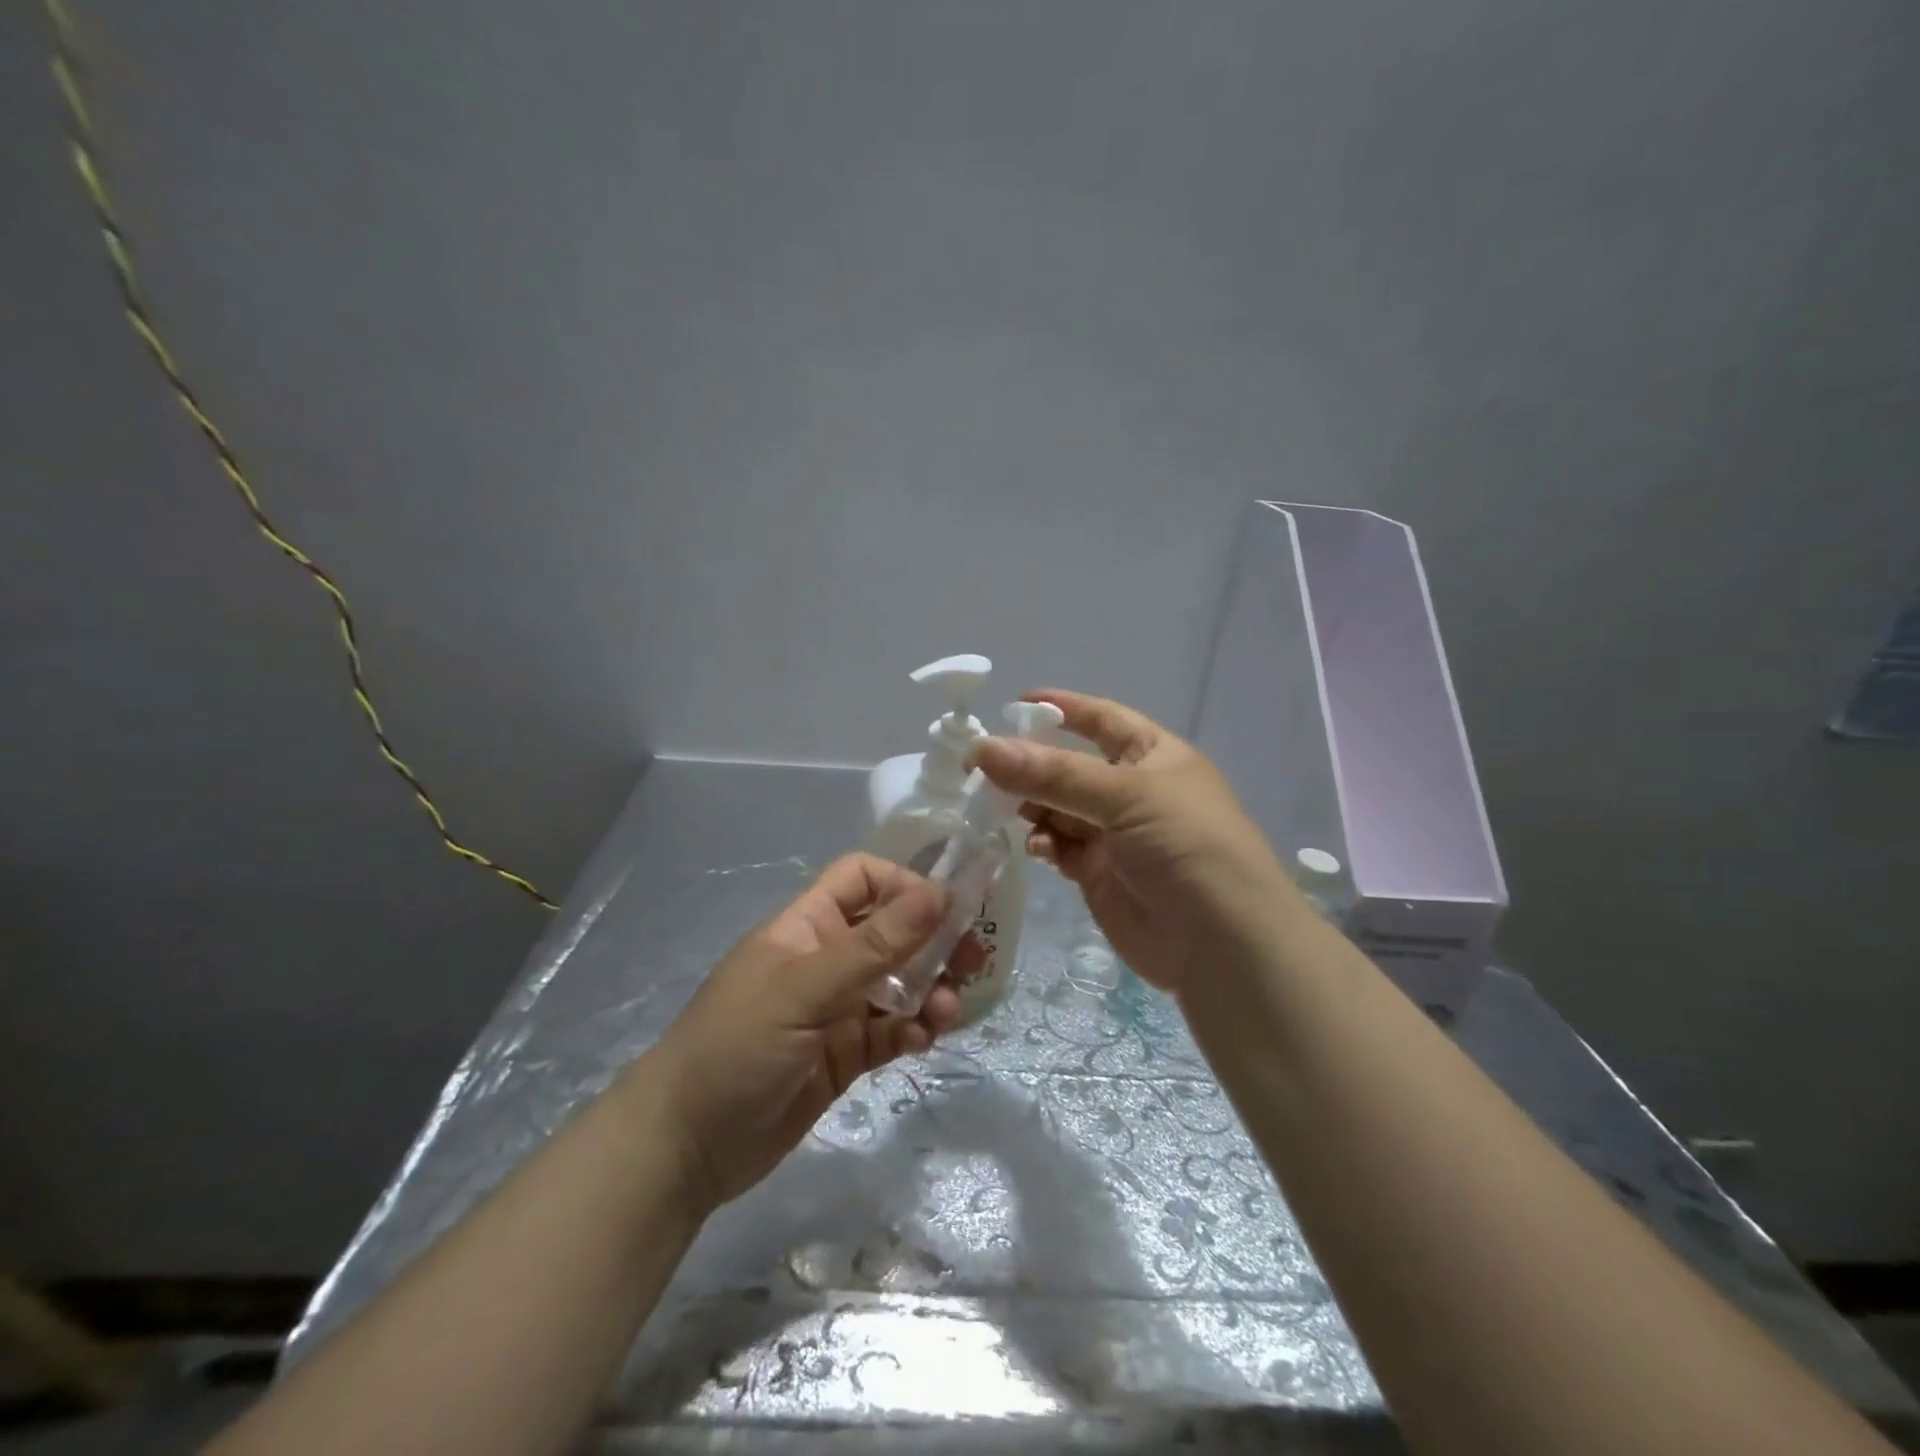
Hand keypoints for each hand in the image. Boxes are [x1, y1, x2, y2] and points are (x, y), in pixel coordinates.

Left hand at [644, 855, 963, 1211]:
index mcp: (807, 926)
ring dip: (931, 990)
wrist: (684, 1146)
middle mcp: (826, 960)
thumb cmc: (737, 1045)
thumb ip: (874, 945)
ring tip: (949, 1012)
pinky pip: (892, 1030)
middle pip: (891, 932)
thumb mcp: (805, 988)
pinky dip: (914, 1030)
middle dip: (933, 940)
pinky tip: (925, 1040)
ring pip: (899, 984)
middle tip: (974, 958)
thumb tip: (938, 894)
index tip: (946, 908)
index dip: (904, 884)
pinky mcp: (844, 1055)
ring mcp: (836, 1009)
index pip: (861, 879)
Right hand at [967, 689, 1294, 995]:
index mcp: (1153, 755)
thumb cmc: (1184, 845)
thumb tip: (983, 749)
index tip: (1012, 705)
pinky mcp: (1099, 874)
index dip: (1062, 707)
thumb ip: (1052, 774)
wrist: (1221, 943)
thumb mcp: (1124, 796)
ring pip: (1058, 807)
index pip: (1101, 718)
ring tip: (1004, 809)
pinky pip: (1060, 846)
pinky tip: (1036, 846)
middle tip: (982, 769)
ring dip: (1031, 805)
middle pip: (1069, 766)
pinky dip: (1043, 841)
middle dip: (1030, 765)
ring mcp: (1115, 834)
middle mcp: (1132, 790)